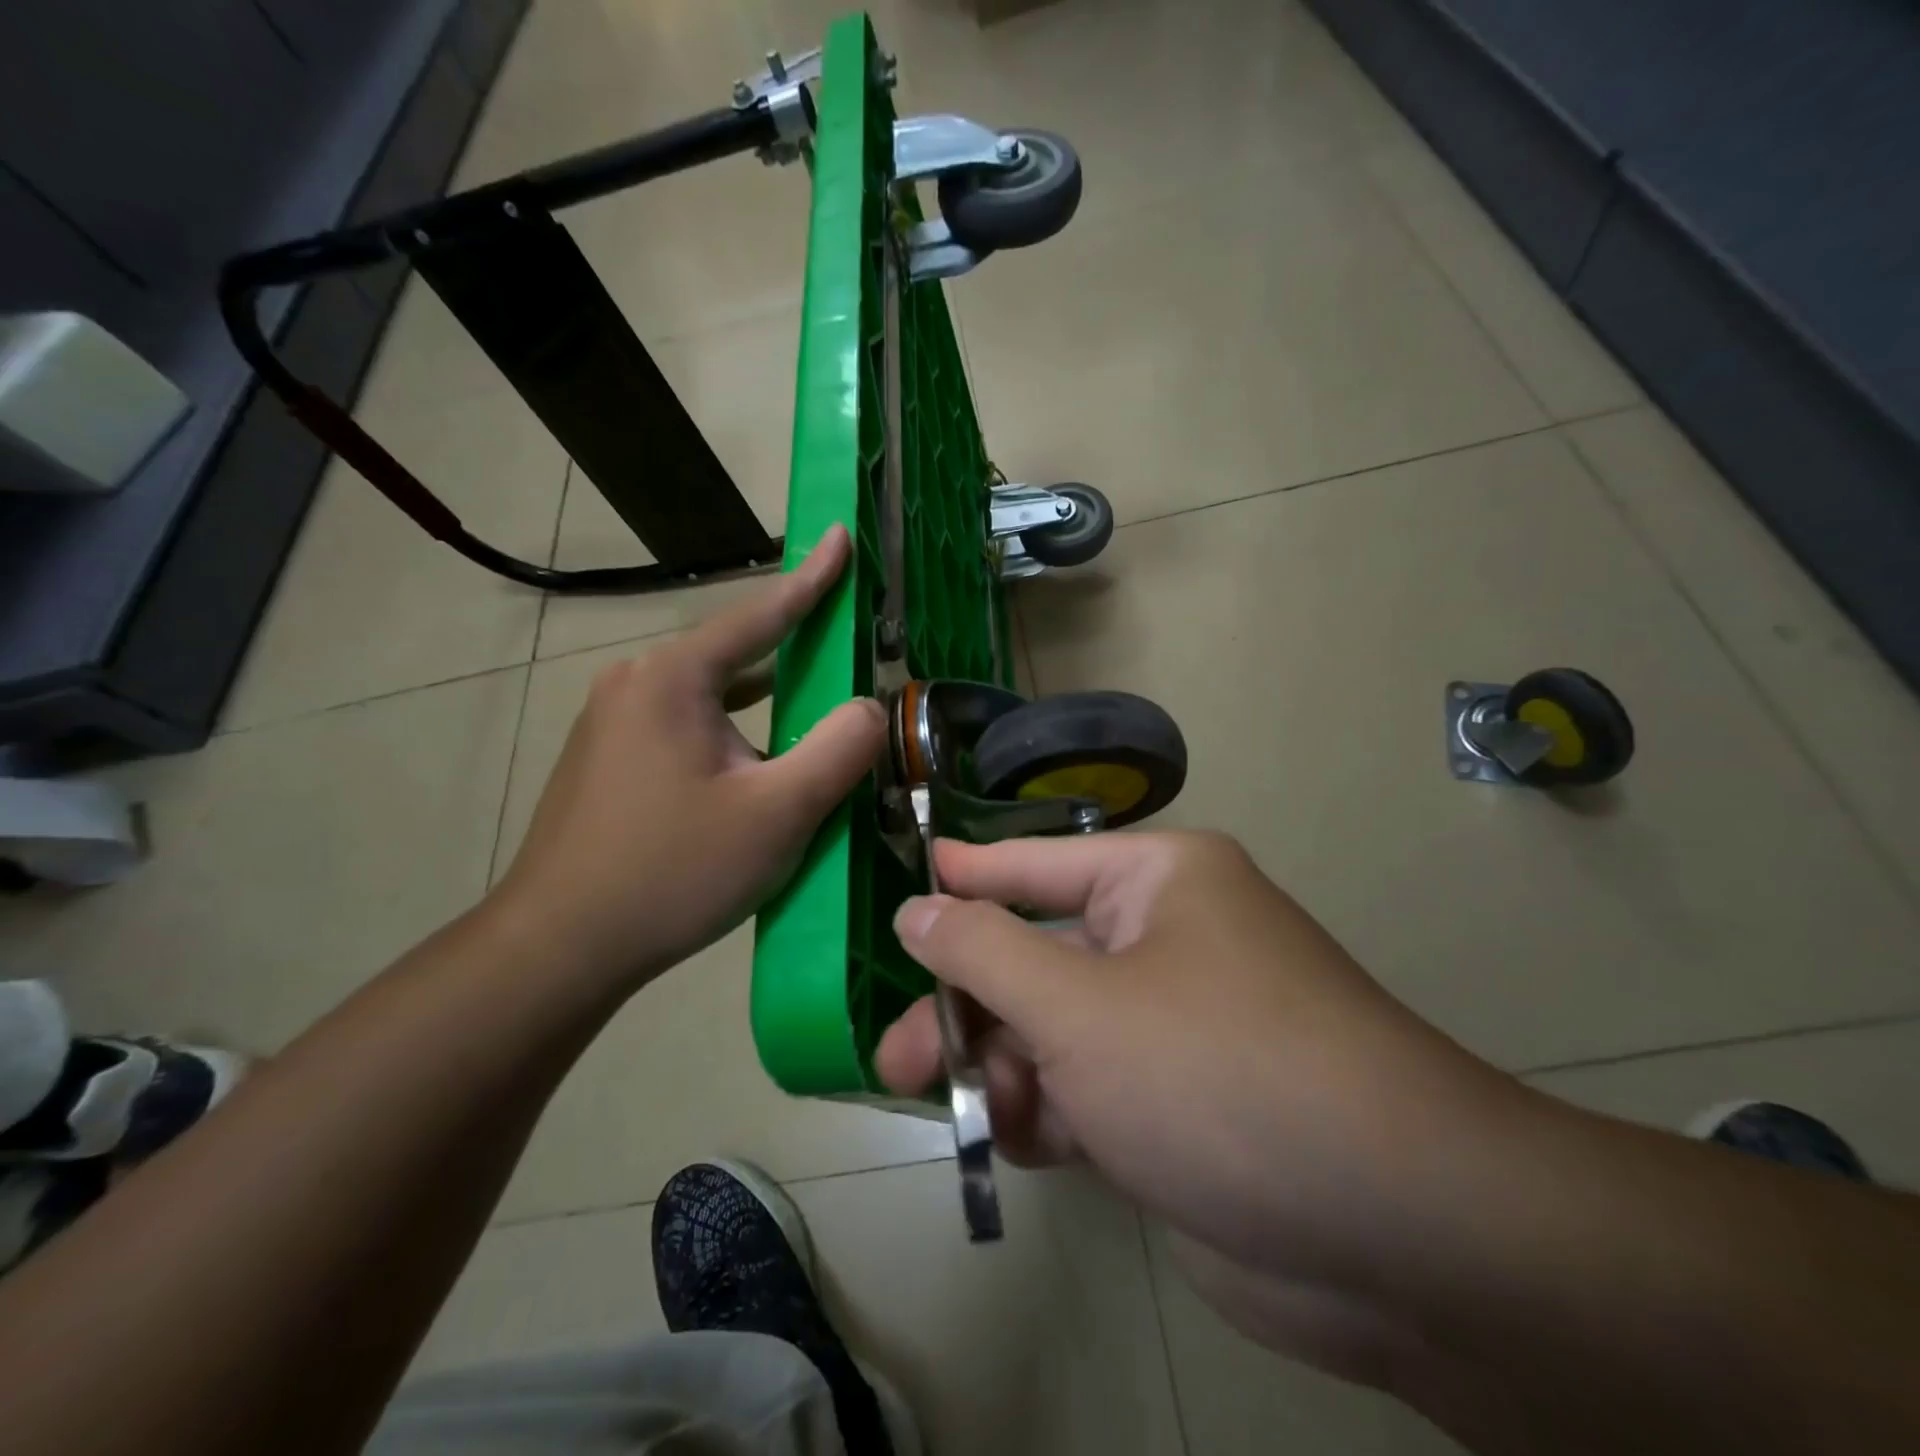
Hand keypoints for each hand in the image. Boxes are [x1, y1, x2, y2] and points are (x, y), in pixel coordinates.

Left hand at [492, 526, 885, 992]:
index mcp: (673, 678)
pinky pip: (687, 724)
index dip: (811, 577)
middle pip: (734, 653)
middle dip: (792, 648)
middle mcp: (636, 683)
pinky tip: (755, 759)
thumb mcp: (777, 814)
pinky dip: (733, 730)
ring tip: (811, 709)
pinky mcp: (607, 758)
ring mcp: (613, 721)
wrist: (559, 945)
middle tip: (843, 644)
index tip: (841, 535)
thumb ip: (839, 750)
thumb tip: (869, 707)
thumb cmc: (673, 872)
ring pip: (711, 695)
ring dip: (764, 699)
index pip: (759, 614)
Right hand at [874, 831, 1519, 1292]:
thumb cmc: (1216, 1072)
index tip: (903, 884)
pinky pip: (1088, 1089)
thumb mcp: (1077, 1005)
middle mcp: (1167, 941)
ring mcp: (1174, 1027)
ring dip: (1004, 1068)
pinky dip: (1049, 1113)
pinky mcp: (1179, 1105)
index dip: (966, 876)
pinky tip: (1017, 1141)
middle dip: (968, 1008)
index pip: (1036, 864)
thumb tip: (917, 909)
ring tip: (954, 1107)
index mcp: (1158, 883)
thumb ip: (982, 954)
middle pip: (1037, 958)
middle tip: (895, 1055)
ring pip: (1056, 1031)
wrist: (1395, 1236)